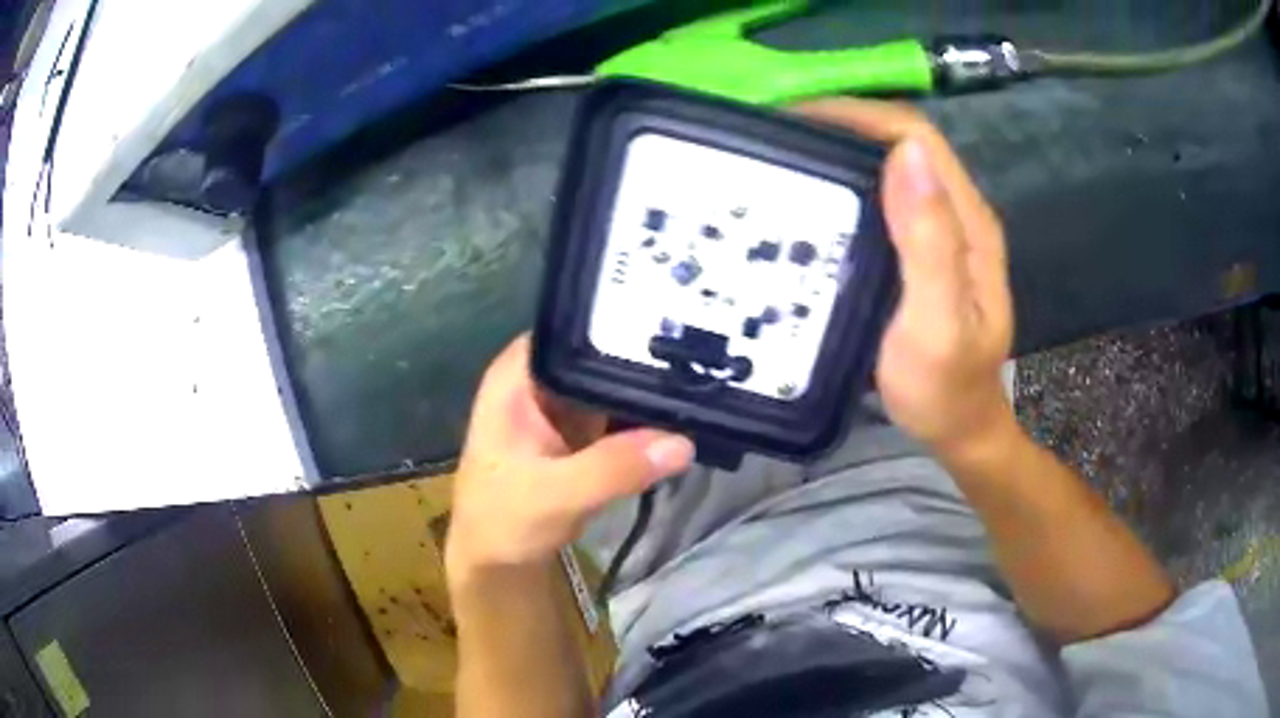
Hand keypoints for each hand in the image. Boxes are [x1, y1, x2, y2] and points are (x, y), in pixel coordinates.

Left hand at [446, 335, 694, 574]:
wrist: (498, 564)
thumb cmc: (505, 521)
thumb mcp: (556, 495)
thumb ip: (614, 468)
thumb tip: (682, 442)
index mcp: (518, 375)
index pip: (573, 325)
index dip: (619, 319)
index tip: (674, 317)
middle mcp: (540, 379)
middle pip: (599, 350)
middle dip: (645, 354)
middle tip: (705, 353)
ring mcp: (562, 405)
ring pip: (613, 382)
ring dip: (649, 387)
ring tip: (705, 377)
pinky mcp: (580, 432)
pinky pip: (619, 413)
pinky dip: (645, 416)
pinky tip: (685, 412)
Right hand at [797, 100, 1015, 457]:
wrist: (959, 428)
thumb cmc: (945, 389)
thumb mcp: (937, 324)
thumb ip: (930, 243)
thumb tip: (905, 154)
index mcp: (968, 222)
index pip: (916, 138)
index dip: (859, 116)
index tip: (795, 120)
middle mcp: (957, 213)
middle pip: (902, 143)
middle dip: (843, 125)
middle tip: (778, 137)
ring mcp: (940, 230)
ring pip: (892, 166)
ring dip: (842, 151)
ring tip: (787, 158)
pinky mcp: (921, 249)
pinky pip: (884, 197)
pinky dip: (847, 184)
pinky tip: (815, 200)